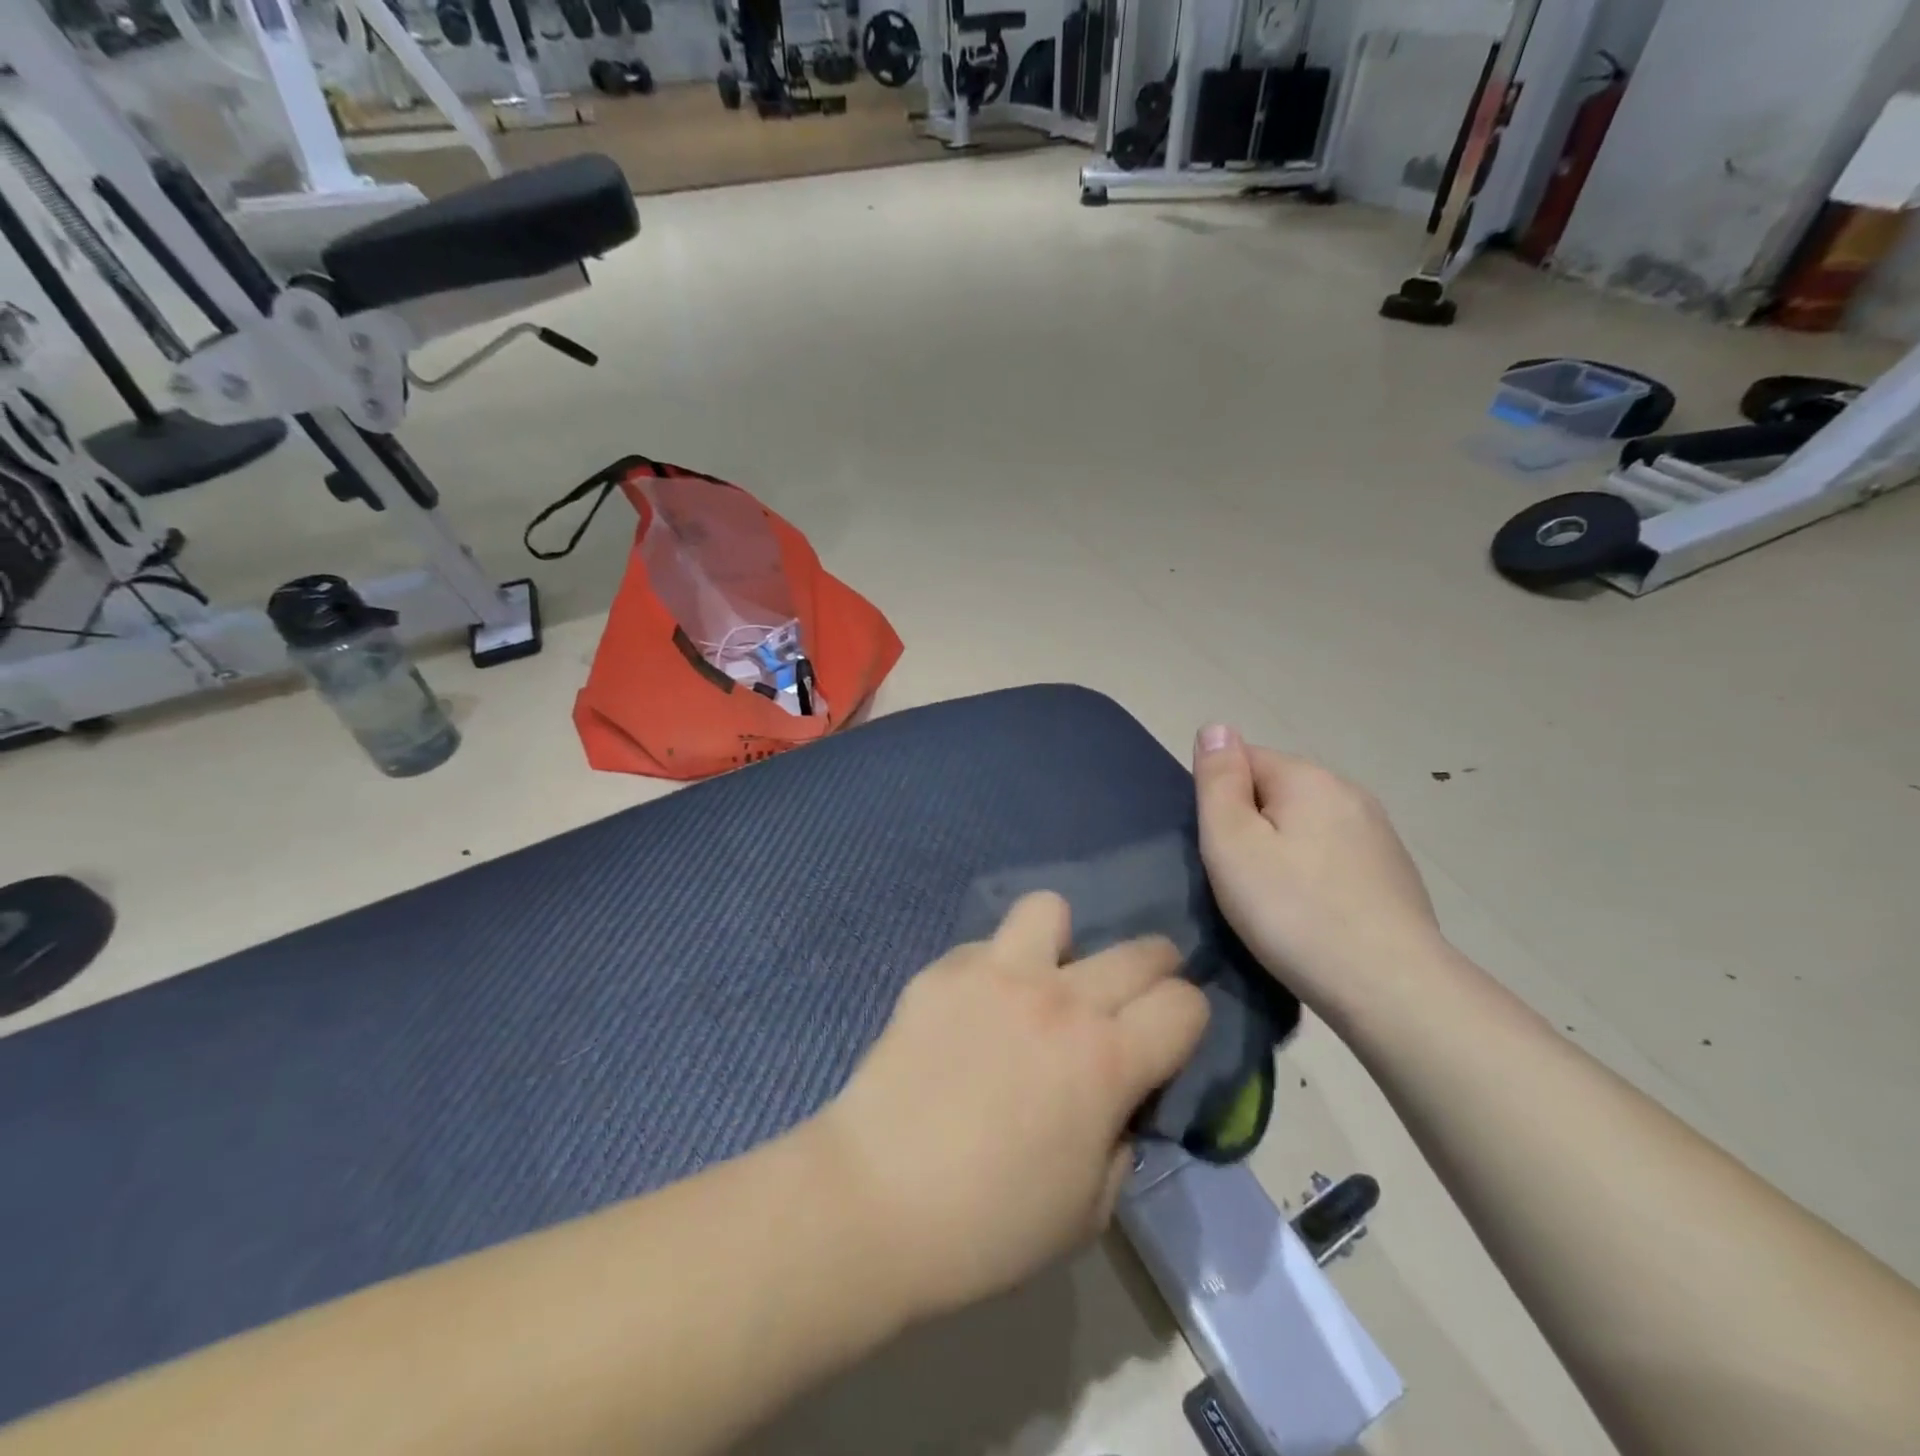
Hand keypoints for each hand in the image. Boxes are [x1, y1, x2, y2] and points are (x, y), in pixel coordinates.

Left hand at [815, 892, 1208, 1322]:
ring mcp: (996, 972)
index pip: (1185, 1004)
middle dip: (1154, 970)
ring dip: (1061, 942)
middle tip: (1127, 1003)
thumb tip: (1116, 1100)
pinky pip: (984, 946)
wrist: (876, 1199)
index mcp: (1106, 1061)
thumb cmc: (989, 1225)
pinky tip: (971, 1011)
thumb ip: (1119, 1139)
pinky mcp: (942, 970)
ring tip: (1043, 980)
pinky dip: (993, 969)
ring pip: (1051, 910)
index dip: (1189, 1020)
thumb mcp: (1089, 1209)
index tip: (1169, 1039)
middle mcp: (1059, 999)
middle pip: (1139, 950)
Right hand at [1192, 724, 1443, 1018]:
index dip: (1220, 800)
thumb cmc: (1293, 911)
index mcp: (1308, 778)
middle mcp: (1349, 792)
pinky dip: (1315, 875)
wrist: (1390, 987)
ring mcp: (1379, 834)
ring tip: (1274, 902)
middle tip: (1239, 880)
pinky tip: (1312, 914)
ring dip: (1284, 850)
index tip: (1219, 850)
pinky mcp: (1394, 873)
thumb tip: (1216, 726)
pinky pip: (1335, 857)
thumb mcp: (1232, 842)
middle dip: (1252, 824)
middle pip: (1277, 792)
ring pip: (1307, 826)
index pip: (1244, 759)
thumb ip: (1218, 781)